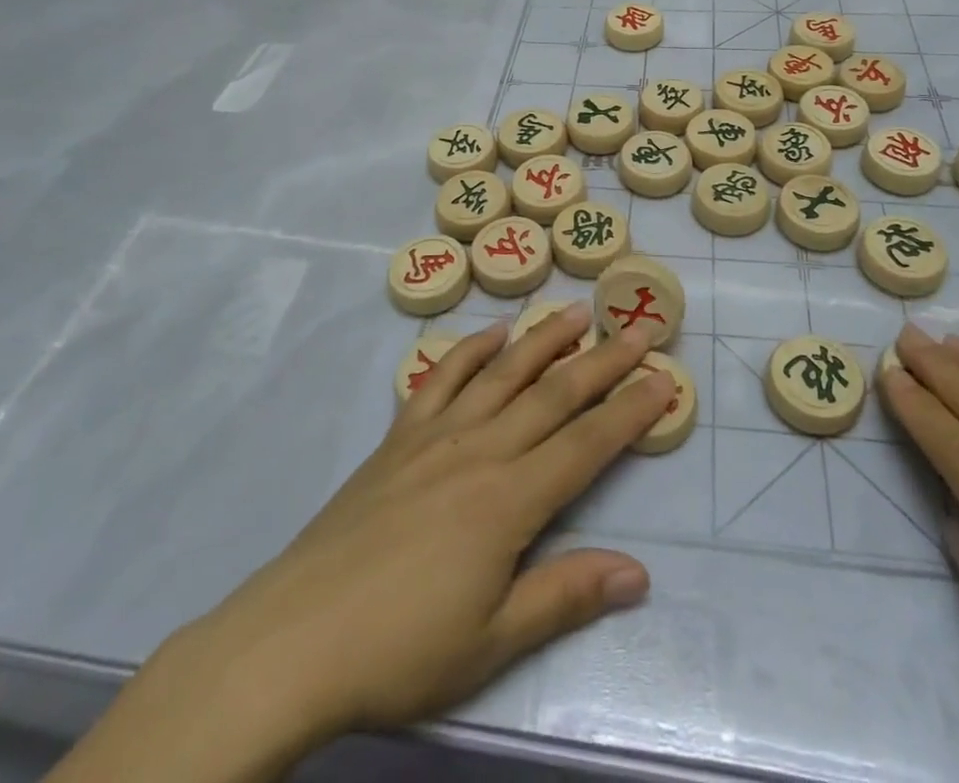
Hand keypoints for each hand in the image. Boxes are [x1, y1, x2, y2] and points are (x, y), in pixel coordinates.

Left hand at [49, 307, 674, 782]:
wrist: (294, 637)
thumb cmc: (400, 649)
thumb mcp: (491, 642)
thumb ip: (565, 595)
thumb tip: (639, 572)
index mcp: (510, 500)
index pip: (587, 443)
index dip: (630, 411)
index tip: (663, 379)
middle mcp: (481, 450)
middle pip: (554, 394)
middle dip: (602, 361)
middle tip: (637, 329)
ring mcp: (436, 435)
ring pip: (503, 372)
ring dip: (543, 339)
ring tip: (575, 309)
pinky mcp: (399, 435)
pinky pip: (442, 377)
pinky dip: (470, 349)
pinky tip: (492, 331)